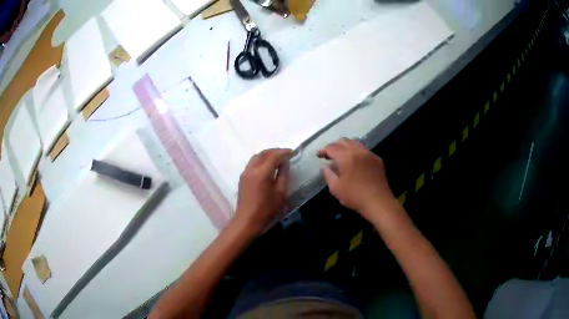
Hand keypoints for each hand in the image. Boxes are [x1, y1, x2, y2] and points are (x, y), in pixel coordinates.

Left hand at [235, 148, 291, 232]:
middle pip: (263, 153)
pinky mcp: (242, 178)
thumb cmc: (266, 209)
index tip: (293, 152)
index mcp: (262, 172)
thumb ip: (283, 175)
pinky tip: (267, 166)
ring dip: (267, 155)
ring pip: (256, 157)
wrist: (247, 220)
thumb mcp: (280, 193)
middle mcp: (251, 169)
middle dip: (275, 151)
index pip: (274, 156)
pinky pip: (252, 163)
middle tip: (286, 154)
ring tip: (277, 159)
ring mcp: (245, 173)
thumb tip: (285, 163)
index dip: (284, 152)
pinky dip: (261, 160)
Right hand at [317, 139, 398, 221]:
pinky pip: (364, 150)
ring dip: (346, 146)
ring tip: (341, 155)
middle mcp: (358, 151)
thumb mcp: (336, 188)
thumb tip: (323, 166)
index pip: (332, 148)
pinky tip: (355, 161)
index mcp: (346, 157)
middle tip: (328, 154)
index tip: (318, 155)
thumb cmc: (354, 196)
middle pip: (344, 141)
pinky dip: (356, 151)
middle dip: (334, 146)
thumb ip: (327, 174)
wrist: (378, 201)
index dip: (323, 150)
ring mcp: (369, 154)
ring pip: (355, 143)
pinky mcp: (377, 159)